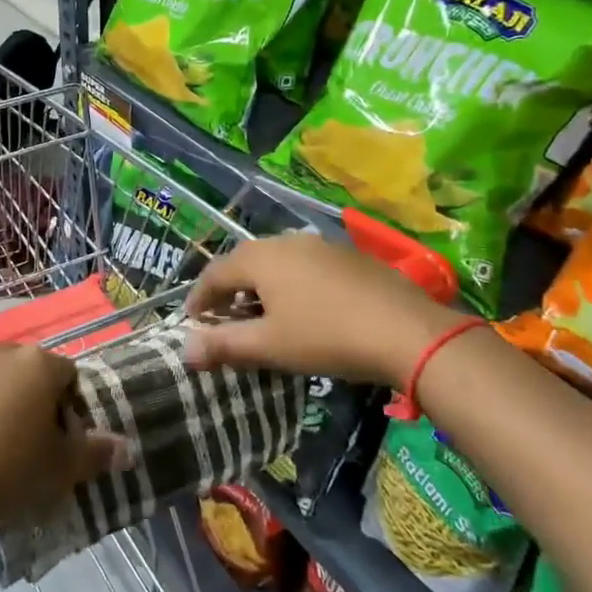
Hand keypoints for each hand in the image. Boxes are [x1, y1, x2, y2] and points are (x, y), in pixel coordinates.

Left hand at [0, 343, 131, 532]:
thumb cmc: (5, 472)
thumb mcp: (60, 470)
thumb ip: (96, 454)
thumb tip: (126, 448)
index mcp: (37, 365)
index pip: (67, 374)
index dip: (67, 406)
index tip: (58, 439)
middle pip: (23, 371)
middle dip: (26, 399)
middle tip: (21, 444)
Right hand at [183, 233, 468, 385]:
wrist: (407, 330)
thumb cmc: (326, 337)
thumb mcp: (269, 346)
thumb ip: (224, 345)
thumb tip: (185, 349)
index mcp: (261, 258)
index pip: (215, 272)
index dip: (199, 297)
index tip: (191, 321)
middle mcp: (287, 242)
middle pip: (246, 262)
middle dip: (230, 290)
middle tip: (223, 318)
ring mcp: (321, 246)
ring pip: (278, 262)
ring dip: (261, 287)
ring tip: (262, 315)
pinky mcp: (349, 257)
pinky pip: (306, 266)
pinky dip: (292, 284)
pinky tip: (304, 309)